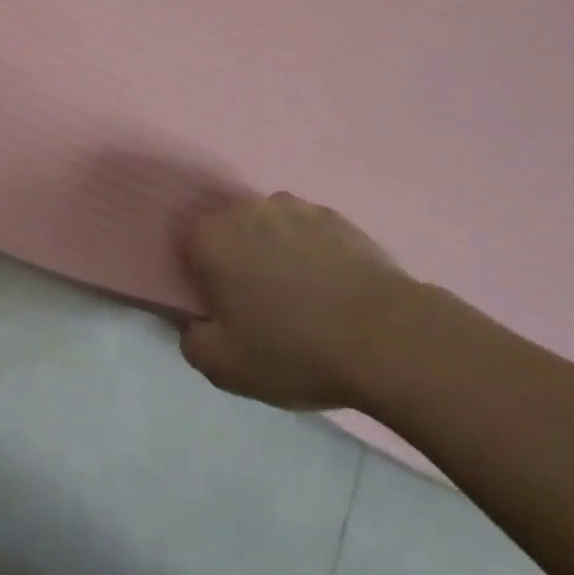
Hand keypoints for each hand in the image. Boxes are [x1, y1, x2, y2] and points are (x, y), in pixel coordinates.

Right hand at [180, 193, 414, 410]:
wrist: (383, 334)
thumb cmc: (294, 350)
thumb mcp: (227, 368)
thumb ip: (193, 341)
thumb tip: (193, 322)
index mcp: (213, 238)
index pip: (190, 246)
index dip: (202, 277)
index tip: (222, 309)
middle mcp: (247, 208)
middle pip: (231, 232)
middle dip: (238, 262)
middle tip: (260, 308)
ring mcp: (293, 206)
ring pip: (269, 229)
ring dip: (274, 254)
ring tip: (302, 300)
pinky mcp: (332, 214)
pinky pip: (307, 232)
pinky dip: (310, 253)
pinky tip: (330, 290)